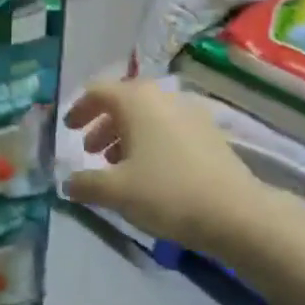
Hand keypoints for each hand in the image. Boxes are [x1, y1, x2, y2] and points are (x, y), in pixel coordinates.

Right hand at [63, 80, 267, 251]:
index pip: (98, 91)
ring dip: (125, 135)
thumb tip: (68, 182)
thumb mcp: (116, 191)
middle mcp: (163, 97)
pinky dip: (150, 142)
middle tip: (89, 150)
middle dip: (102, 124)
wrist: (236, 213)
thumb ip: (85, 183)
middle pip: (123, 101)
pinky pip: (168, 128)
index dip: (79, 108)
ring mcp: (190, 113)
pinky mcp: (209, 133)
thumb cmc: (167, 193)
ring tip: (116, 165)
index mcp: (137, 100)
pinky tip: (148, 172)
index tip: (68, 129)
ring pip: (147, 116)